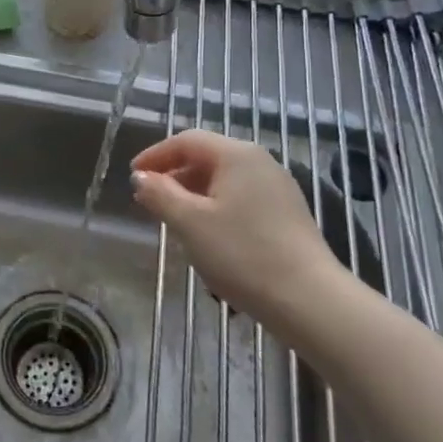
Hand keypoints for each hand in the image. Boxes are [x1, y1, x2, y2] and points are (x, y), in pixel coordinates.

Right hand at [130, 130, 340, 322]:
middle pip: (207, 157)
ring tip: (175, 220)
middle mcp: (260, 162)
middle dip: (174, 176)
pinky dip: (216, 208)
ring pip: (225, 180)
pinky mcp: (287, 214)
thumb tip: (141, 177)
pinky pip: (242, 199)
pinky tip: (208, 236)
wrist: (310, 300)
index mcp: (236, 154)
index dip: (155, 155)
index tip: (132, 176)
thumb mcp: (190, 223)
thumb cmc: (242, 254)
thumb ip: (160, 194)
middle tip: (149, 200)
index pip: (187, 141)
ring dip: (194, 194)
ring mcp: (278, 188)